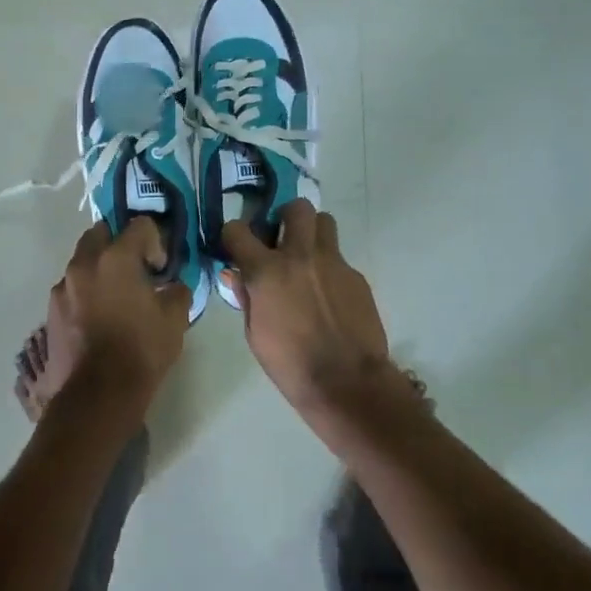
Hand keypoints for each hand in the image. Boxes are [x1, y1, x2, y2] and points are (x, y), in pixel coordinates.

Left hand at [43, 219, 192, 417]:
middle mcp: (84, 263)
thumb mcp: (175, 320)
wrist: (97, 395)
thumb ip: (177, 292)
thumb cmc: (141, 351)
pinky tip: (97, 319)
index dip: (155, 241)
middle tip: (135, 270)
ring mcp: (63, 287)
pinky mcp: (51, 310)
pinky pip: (71, 289)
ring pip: (82, 261)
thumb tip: (173, 286)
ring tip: (115, 298)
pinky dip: (85, 293)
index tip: (160, 267)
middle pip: (101, 233)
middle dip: (119, 243)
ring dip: (99, 269)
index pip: (140, 225)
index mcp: (116, 258)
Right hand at [220, 200, 395, 417]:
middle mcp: (300, 256)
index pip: (238, 230)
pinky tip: (328, 295)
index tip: (236, 246)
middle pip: (296, 208)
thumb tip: (236, 274)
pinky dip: (329, 268)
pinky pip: (339, 258)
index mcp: (267, 271)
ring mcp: (333, 263)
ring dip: (312, 233)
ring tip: (308, 258)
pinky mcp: (356, 276)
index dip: (234, 235)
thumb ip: (246, 296)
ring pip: (324, 222)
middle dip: (285, 217)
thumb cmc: (290, 364)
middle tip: (282, 239)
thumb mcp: (255, 334)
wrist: (347, 382)